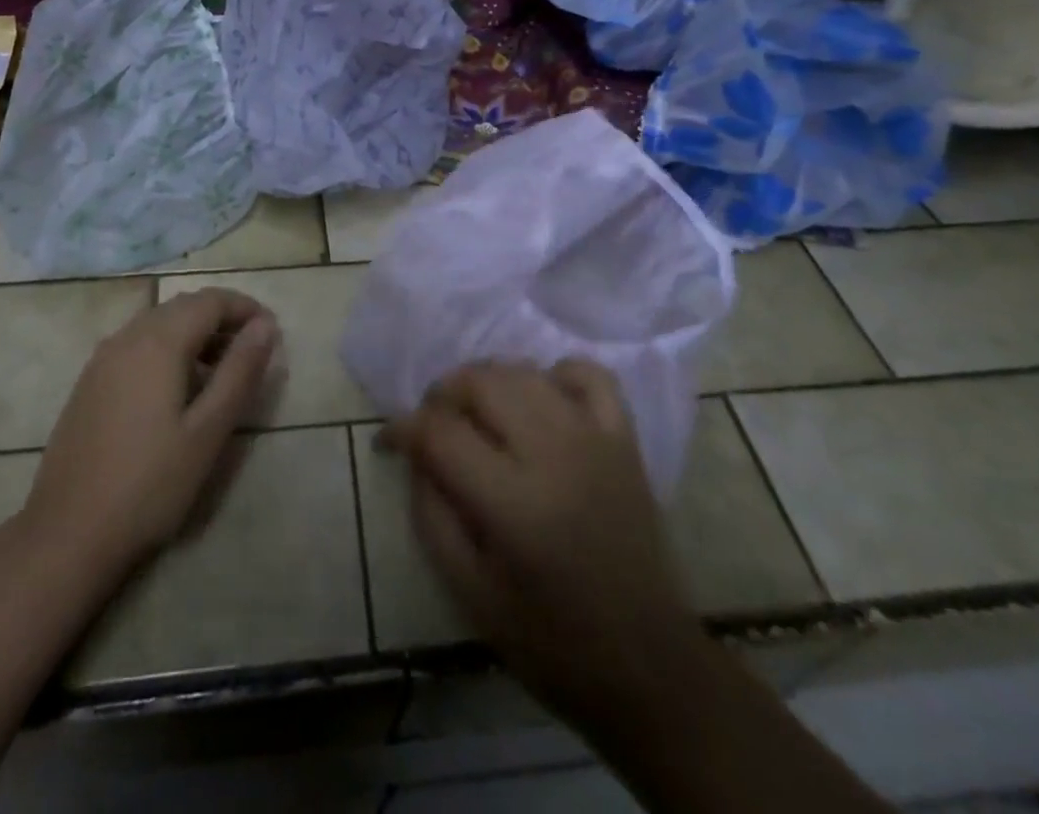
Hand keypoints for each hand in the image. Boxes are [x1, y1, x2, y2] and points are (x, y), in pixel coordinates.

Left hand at [17, 288, 278, 586]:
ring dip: (195, 334)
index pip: (211, 300)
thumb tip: (266, 325)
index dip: (246, 308)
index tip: (273, 333)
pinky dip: (167, 350)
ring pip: (158, 325)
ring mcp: (101, 360)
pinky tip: (177, 391)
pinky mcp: (89, 384)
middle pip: (183, 307)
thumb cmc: (149, 484)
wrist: (67, 535)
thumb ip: (240, 371)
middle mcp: (126, 337)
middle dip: (222, 319)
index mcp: (158, 342)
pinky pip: (137, 346)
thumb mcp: (208, 430)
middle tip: (252, 353)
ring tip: (221, 372)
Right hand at [380, 360, 694, 728]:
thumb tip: (415, 454)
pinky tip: (540, 400)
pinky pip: (587, 374)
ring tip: (475, 413)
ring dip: (487, 381)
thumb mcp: (470, 593)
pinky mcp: (625, 439)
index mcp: (514, 504)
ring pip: (523, 371)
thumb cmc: (552, 642)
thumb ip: (432, 514)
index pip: (440, 432)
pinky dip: (555, 374)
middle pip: (480, 383)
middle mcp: (554, 454)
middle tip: (432, 427)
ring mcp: (595, 439)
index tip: (388, 441)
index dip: (402, 428)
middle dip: (442, 395)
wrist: (650, 666)